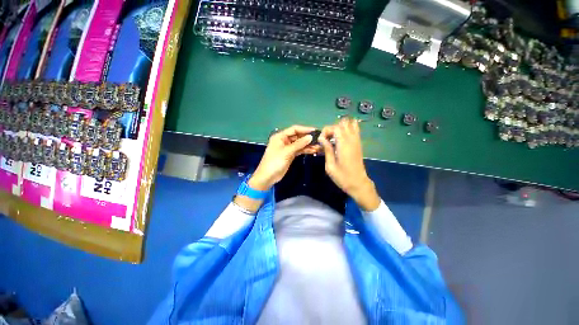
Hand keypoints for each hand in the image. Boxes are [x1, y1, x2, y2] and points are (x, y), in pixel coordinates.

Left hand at [248, 125, 317, 191]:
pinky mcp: (290, 155)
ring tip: (319, 146)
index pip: (294, 129)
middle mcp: (284, 140)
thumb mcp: (287, 152)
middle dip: (308, 138)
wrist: (268, 177)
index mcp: (280, 136)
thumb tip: (310, 137)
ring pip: (299, 144)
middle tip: (319, 139)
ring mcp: (287, 148)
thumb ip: (299, 144)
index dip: (305, 129)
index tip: (315, 131)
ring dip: (308, 145)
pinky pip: (299, 150)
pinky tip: (314, 150)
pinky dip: (305, 150)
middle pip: (298, 136)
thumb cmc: (275, 162)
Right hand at [319, 118, 380, 210]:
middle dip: (333, 128)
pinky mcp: (359, 144)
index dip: (326, 131)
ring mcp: (357, 141)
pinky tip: (341, 139)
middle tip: (327, 139)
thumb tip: (322, 138)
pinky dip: (347, 129)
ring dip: (340, 128)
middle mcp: (352, 140)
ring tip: (334, 138)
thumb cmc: (342, 177)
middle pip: (343, 123)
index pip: (335, 127)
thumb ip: (327, 150)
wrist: (358, 184)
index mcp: (344, 145)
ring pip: (351, 123)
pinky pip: (355, 129)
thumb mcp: (330, 166)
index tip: (321, 141)